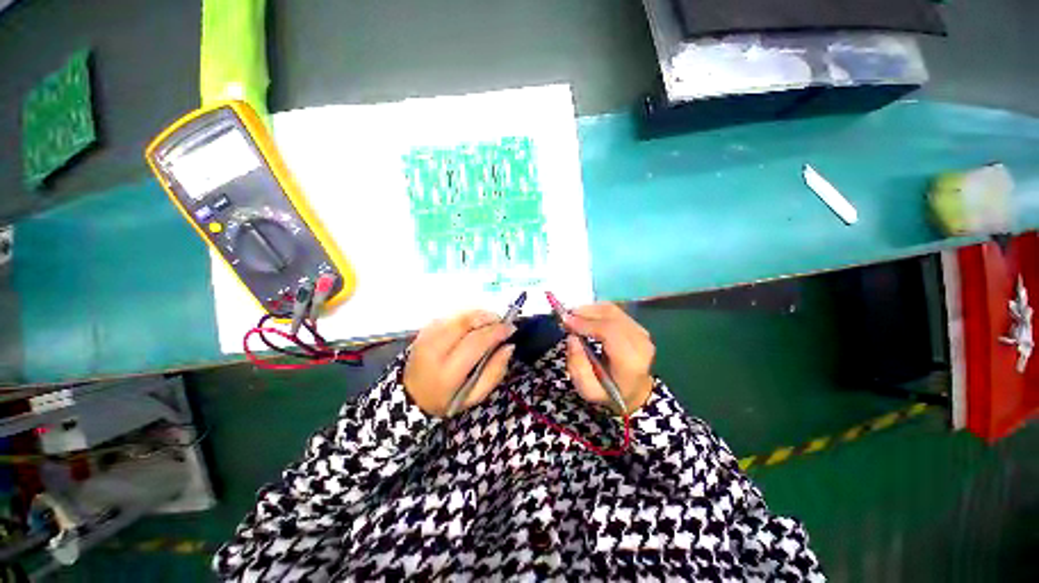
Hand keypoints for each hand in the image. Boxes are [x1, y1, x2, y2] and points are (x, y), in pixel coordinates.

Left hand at [404, 310, 516, 416]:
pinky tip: (474, 325)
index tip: (511, 329)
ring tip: (491, 323)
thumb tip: (509, 346)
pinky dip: (467, 316)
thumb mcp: (474, 396)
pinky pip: (451, 315)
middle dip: (489, 318)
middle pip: (466, 322)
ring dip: (479, 315)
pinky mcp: (424, 329)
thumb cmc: (447, 399)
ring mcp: (426, 336)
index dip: (496, 331)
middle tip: (502, 322)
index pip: (475, 342)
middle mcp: (433, 350)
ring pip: (459, 315)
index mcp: (446, 372)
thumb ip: (495, 372)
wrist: (411, 395)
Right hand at [563, 303, 655, 413]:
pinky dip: (597, 310)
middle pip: (611, 317)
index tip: (566, 321)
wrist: (635, 392)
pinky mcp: (638, 327)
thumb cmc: (609, 392)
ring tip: (573, 315)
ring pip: (612, 311)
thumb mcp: (588, 389)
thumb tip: (572, 337)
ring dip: (590, 309)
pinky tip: (586, 316)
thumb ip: (577, 365)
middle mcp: (640, 343)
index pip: (609, 332)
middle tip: (565, 316)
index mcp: (630, 362)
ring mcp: (642, 333)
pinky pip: (615, 311)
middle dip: (585, 313)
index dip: (586, 323)